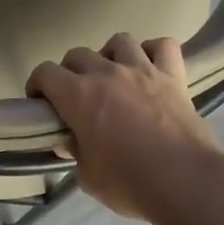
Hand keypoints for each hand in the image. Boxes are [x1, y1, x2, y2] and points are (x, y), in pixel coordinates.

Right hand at [27, 34, 223, 220]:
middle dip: (69, 72)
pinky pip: (163, 46)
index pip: (45, 73)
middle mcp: (107, 74)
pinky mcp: (174, 77)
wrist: (185, 182)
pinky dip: (153, 51)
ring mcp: (143, 70)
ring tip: (112, 77)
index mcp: (78, 96)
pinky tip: (149, 67)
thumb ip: (76, 153)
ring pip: (119, 41)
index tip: (40, 104)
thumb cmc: (129, 184)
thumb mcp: (89, 177)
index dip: (37, 86)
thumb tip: (70, 142)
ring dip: (109, 56)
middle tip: (74, 97)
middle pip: (77, 54)